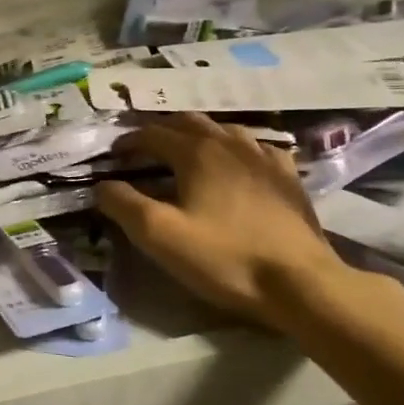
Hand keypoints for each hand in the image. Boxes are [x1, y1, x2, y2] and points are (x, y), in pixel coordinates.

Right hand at [96, 114, 342, 328]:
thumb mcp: (160, 235)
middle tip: (144, 150)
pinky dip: (236, 149)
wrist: (301, 283)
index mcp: (196, 152)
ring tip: (186, 152)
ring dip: (198, 135)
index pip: (152, 133)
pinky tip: (237, 164)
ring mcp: (264, 157)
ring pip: (223, 130)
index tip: (114, 156)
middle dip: (161, 131)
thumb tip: (102, 185)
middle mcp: (229, 144)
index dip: (128, 142)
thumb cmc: (224, 257)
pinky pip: (257, 148)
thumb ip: (123, 204)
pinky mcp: (288, 177)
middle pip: (188, 122)